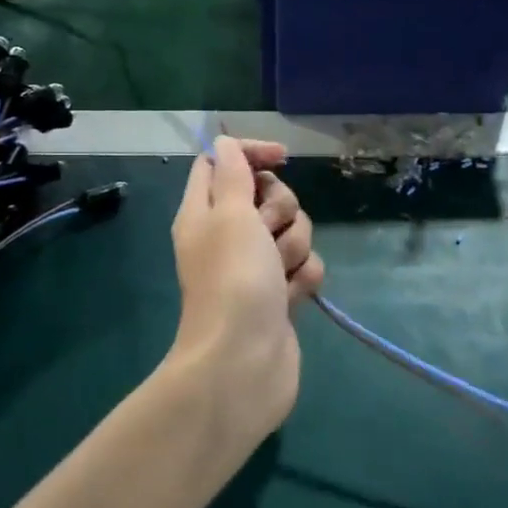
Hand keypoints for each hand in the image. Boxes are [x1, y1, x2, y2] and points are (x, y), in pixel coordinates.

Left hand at [167, 138, 323, 446]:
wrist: (243, 363)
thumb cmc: (233, 280)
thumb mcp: (230, 214)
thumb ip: (233, 173)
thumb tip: (225, 144)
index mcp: (204, 212)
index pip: (222, 163)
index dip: (251, 154)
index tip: (281, 158)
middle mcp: (227, 235)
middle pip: (266, 195)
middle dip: (280, 207)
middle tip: (267, 231)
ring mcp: (255, 267)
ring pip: (292, 230)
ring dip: (294, 245)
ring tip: (279, 272)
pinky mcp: (279, 295)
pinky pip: (304, 267)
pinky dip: (303, 277)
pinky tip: (293, 295)